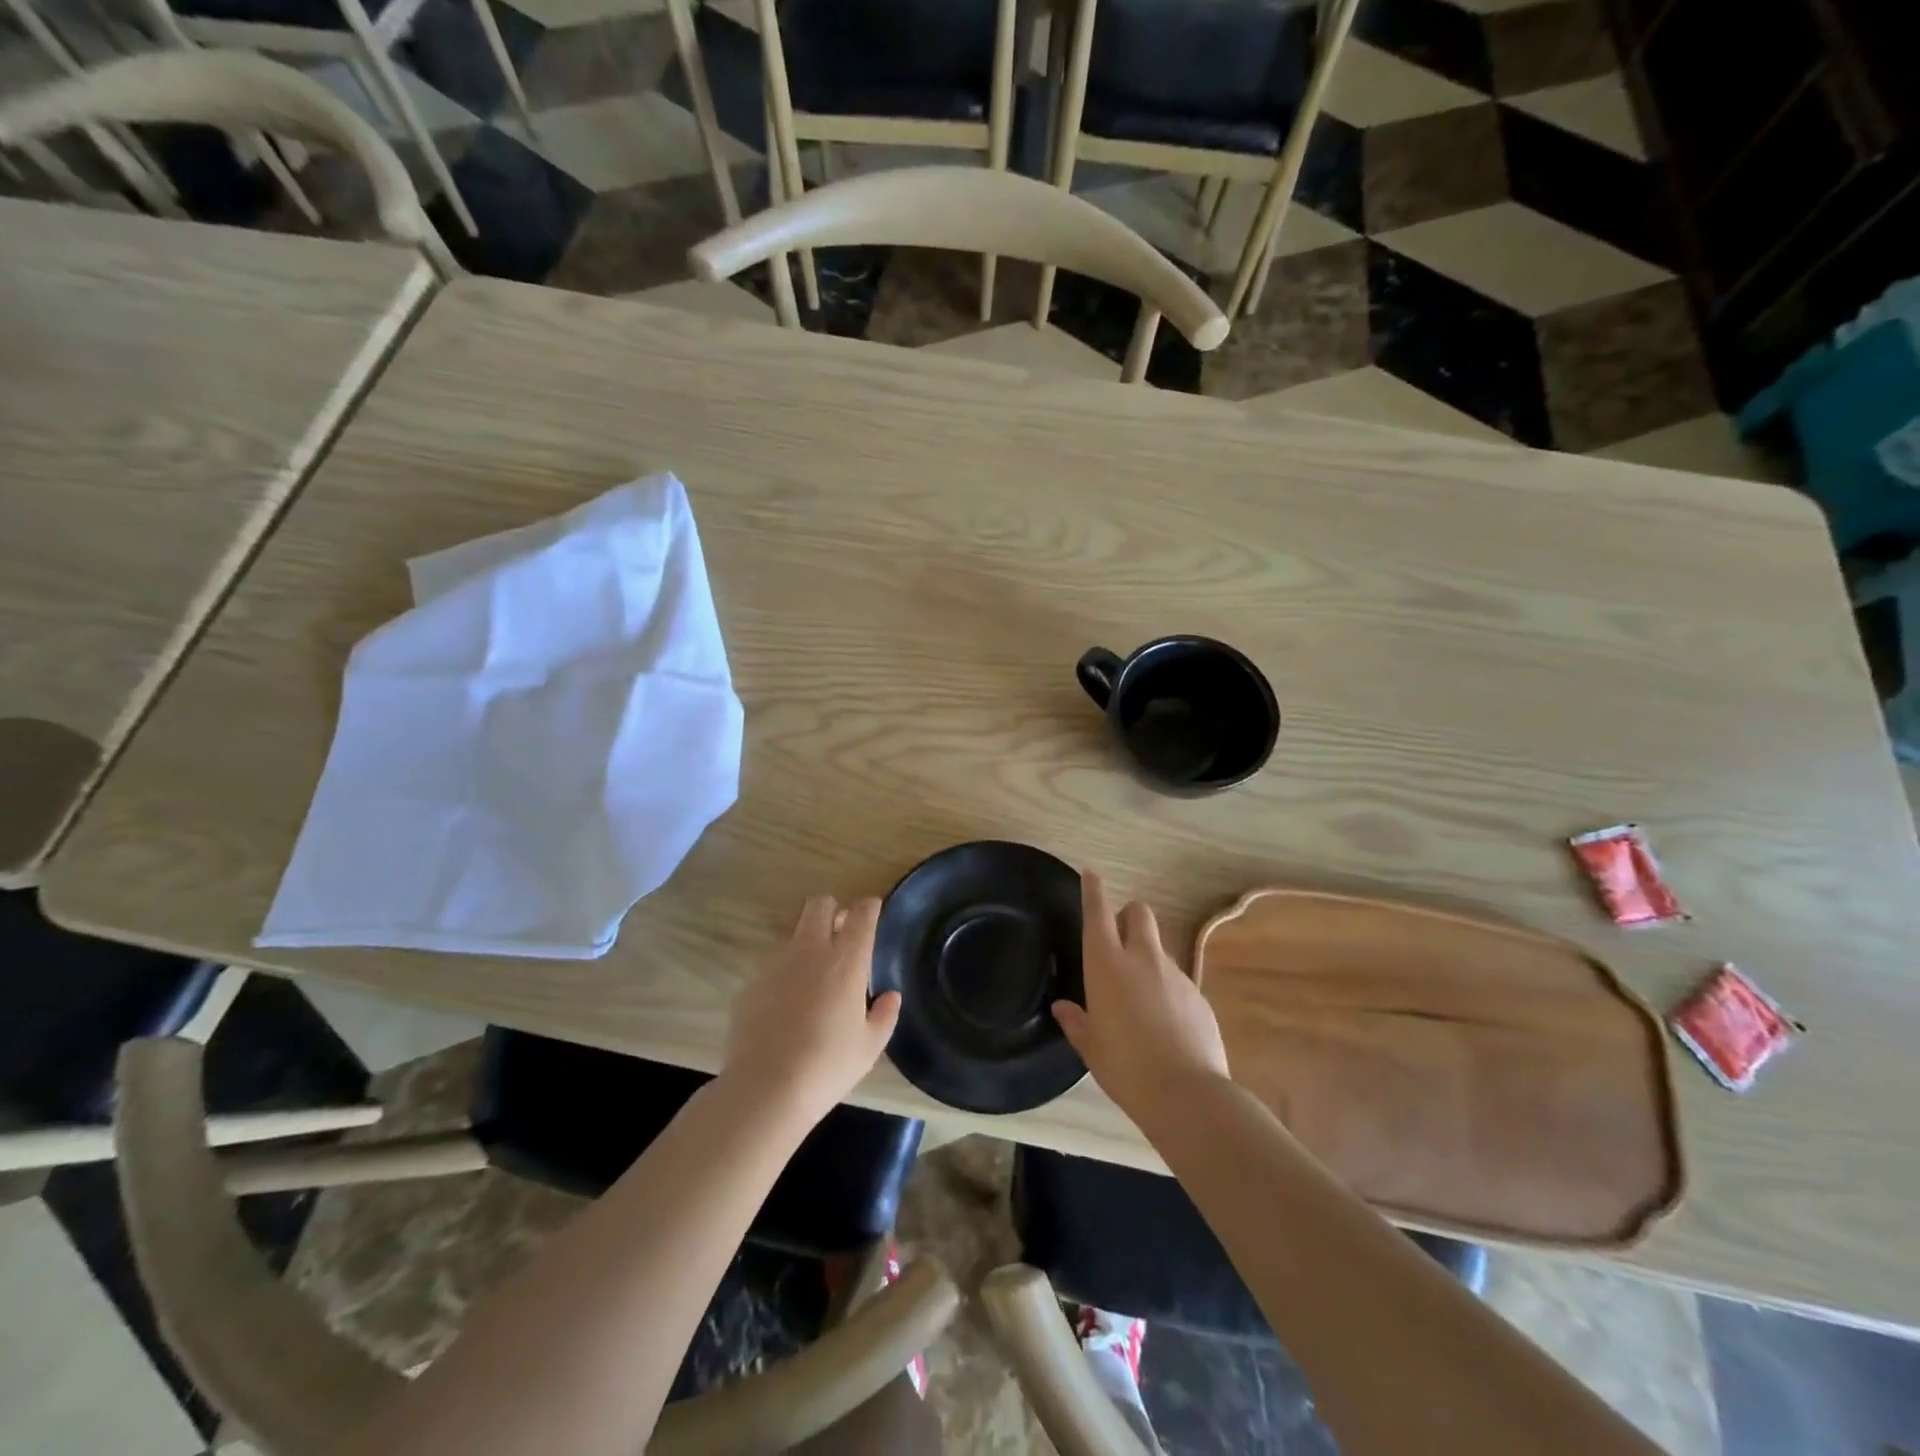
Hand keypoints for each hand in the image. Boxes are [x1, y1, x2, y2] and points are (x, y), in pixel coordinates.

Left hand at [724, 896, 900, 1126]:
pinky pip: (773, 969)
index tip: (872, 912)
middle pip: (819, 905)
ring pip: (795, 937)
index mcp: (846, 961)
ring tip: (813, 984)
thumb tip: (890, 996)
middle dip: (832, 910)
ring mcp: (775, 965)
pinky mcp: (750, 985)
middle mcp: (810, 952)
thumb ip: (884, 1015)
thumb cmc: (828, 1065)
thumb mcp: (870, 1046)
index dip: (869, 907)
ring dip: (807, 947)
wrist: (765, 1089)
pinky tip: (785, 1012)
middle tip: (840, 934)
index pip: (861, 913)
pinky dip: (784, 979)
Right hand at [1053, 871, 1228, 1122]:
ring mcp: (1175, 974)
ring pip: (1159, 947)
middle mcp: (1142, 959)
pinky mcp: (1198, 995)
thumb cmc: (1125, 1067)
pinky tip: (1164, 1022)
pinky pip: (1177, 979)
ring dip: (1147, 956)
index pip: (1098, 913)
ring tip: (1140, 995)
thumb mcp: (1091, 1047)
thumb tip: (1064, 1008)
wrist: (1186, 1094)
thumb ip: (1076, 1022)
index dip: (1093, 890)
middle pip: (1139, 913)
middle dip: (1128, 915)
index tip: (1090, 874)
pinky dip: (1166, 988)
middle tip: (1118, 939)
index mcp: (1107, 965)